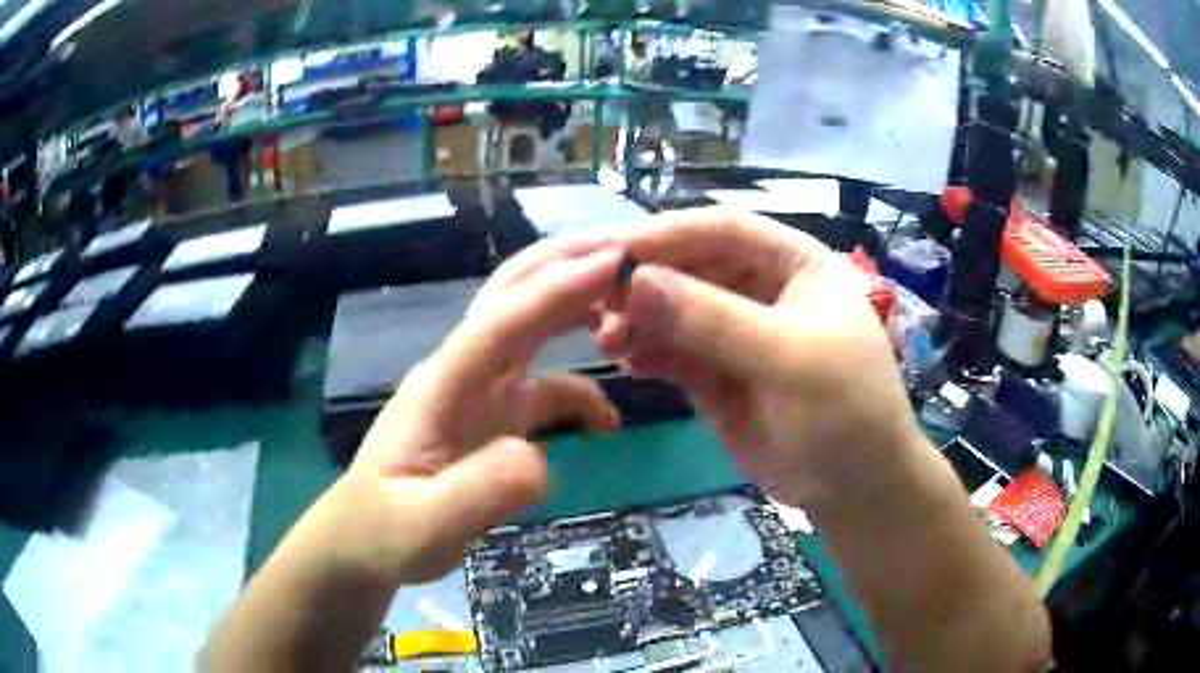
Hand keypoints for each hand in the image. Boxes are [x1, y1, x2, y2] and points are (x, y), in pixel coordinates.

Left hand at [340, 241, 624, 584]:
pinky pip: (545, 388)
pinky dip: (582, 390)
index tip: (613, 264)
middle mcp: (464, 373)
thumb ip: (479, 492)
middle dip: (565, 265)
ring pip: (532, 331)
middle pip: (514, 298)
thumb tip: (540, 461)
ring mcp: (480, 394)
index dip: (556, 290)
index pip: (502, 322)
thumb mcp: (426, 526)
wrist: (364, 543)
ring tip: (634, 307)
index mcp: (442, 385)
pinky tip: (608, 423)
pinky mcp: (493, 418)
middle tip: (630, 252)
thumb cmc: (385, 533)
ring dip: (577, 309)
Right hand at [595, 208, 923, 509]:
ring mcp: (738, 332)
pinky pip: (675, 351)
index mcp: (795, 263)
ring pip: (678, 310)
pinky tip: (627, 361)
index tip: (615, 251)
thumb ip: (713, 319)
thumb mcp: (788, 357)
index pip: (726, 229)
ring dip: (641, 319)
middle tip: (599, 304)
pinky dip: (649, 352)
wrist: (857, 487)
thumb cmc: (845, 410)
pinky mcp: (719, 373)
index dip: (671, 234)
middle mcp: (763, 288)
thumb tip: (635, 282)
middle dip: (648, 282)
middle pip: (694, 266)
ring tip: (607, 340)